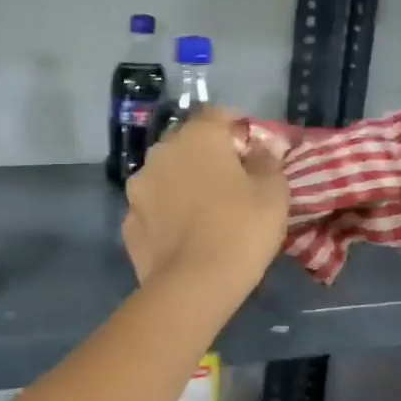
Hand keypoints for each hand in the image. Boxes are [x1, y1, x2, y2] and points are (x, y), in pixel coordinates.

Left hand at [123, 109, 288, 304]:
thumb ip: (267, 160)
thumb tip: (261, 147)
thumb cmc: (241, 229)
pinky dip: (165, 213)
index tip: (251, 147)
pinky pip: (152, 208)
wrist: (193, 286)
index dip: (236, 127)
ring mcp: (137, 188)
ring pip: (164, 175)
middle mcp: (160, 153)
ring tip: (202, 209)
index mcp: (196, 137)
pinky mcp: (127, 222)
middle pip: (186, 144)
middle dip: (206, 155)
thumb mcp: (273, 192)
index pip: (216, 114)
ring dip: (181, 183)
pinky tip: (182, 234)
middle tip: (230, 180)